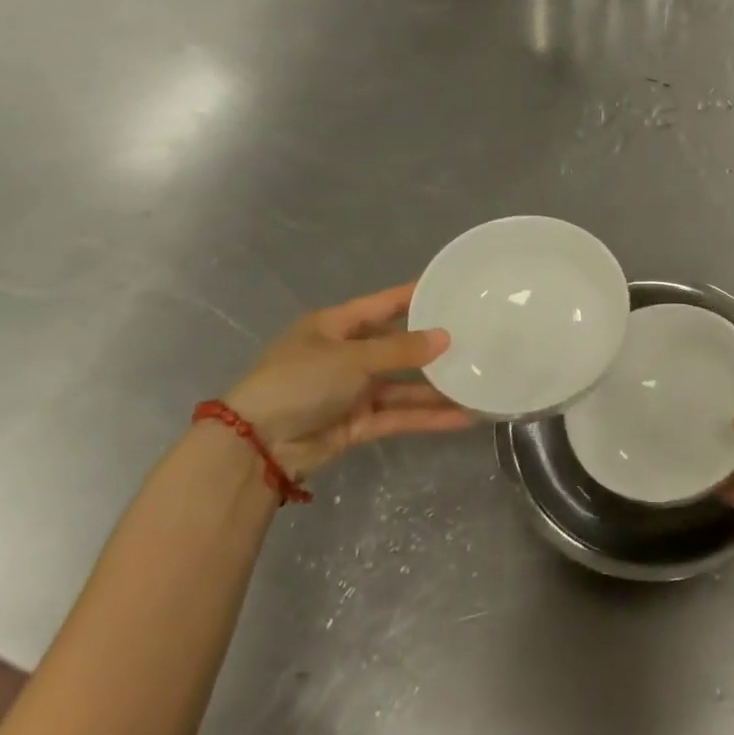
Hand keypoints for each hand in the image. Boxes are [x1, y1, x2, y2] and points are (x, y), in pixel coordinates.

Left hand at [221, 283, 471, 478]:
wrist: (256, 446)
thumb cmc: (299, 382)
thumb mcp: (350, 357)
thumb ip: (400, 350)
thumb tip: (446, 337)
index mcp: (335, 326)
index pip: (384, 304)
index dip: (415, 296)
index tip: (451, 288)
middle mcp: (346, 354)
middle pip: (397, 346)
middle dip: (432, 346)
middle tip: (475, 339)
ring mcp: (352, 391)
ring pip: (402, 385)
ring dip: (435, 387)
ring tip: (477, 382)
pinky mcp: (357, 423)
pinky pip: (398, 414)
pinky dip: (426, 417)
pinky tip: (461, 416)